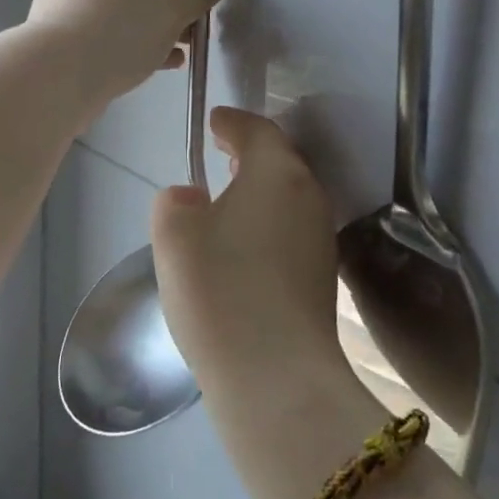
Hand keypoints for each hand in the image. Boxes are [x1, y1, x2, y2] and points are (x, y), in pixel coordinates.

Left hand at [29, 0, 225, 103]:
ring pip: (122, 5)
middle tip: (196, 29)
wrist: (59, 75)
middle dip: (172, 4)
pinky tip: (156, 63)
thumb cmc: (122, 29)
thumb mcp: (172, 9)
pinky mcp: (57, 28)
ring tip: (180, 50)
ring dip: (154, 25)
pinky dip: (129, 38)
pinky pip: (102, 26)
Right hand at [151, 108, 349, 396]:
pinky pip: (292, 231)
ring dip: (262, 191)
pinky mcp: (323, 276)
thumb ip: (175, 203)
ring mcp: (321, 238)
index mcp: (276, 173)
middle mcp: (309, 196)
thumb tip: (192, 197)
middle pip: (281, 161)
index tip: (214, 122)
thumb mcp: (174, 236)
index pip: (257, 130)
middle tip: (223, 154)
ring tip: (231, 199)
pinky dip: (269, 224)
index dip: (233, 122)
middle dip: (252, 154)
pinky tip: (246, 248)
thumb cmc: (220, 290)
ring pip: (290, 197)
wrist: (276, 377)